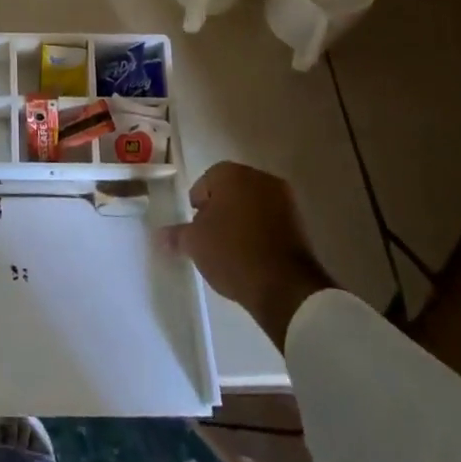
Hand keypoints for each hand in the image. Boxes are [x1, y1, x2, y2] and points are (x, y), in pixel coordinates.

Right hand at [161, 161, 331, 343]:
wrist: (285, 287)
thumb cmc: (232, 253)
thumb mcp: (195, 244)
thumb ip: (176, 235)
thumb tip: (159, 236)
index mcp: (232, 174)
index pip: (207, 180)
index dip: (198, 203)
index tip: (196, 225)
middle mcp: (260, 178)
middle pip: (232, 190)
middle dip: (221, 209)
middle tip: (211, 236)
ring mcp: (285, 200)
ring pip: (254, 205)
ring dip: (242, 220)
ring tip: (232, 248)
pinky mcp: (301, 224)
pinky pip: (272, 221)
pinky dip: (261, 232)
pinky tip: (253, 255)